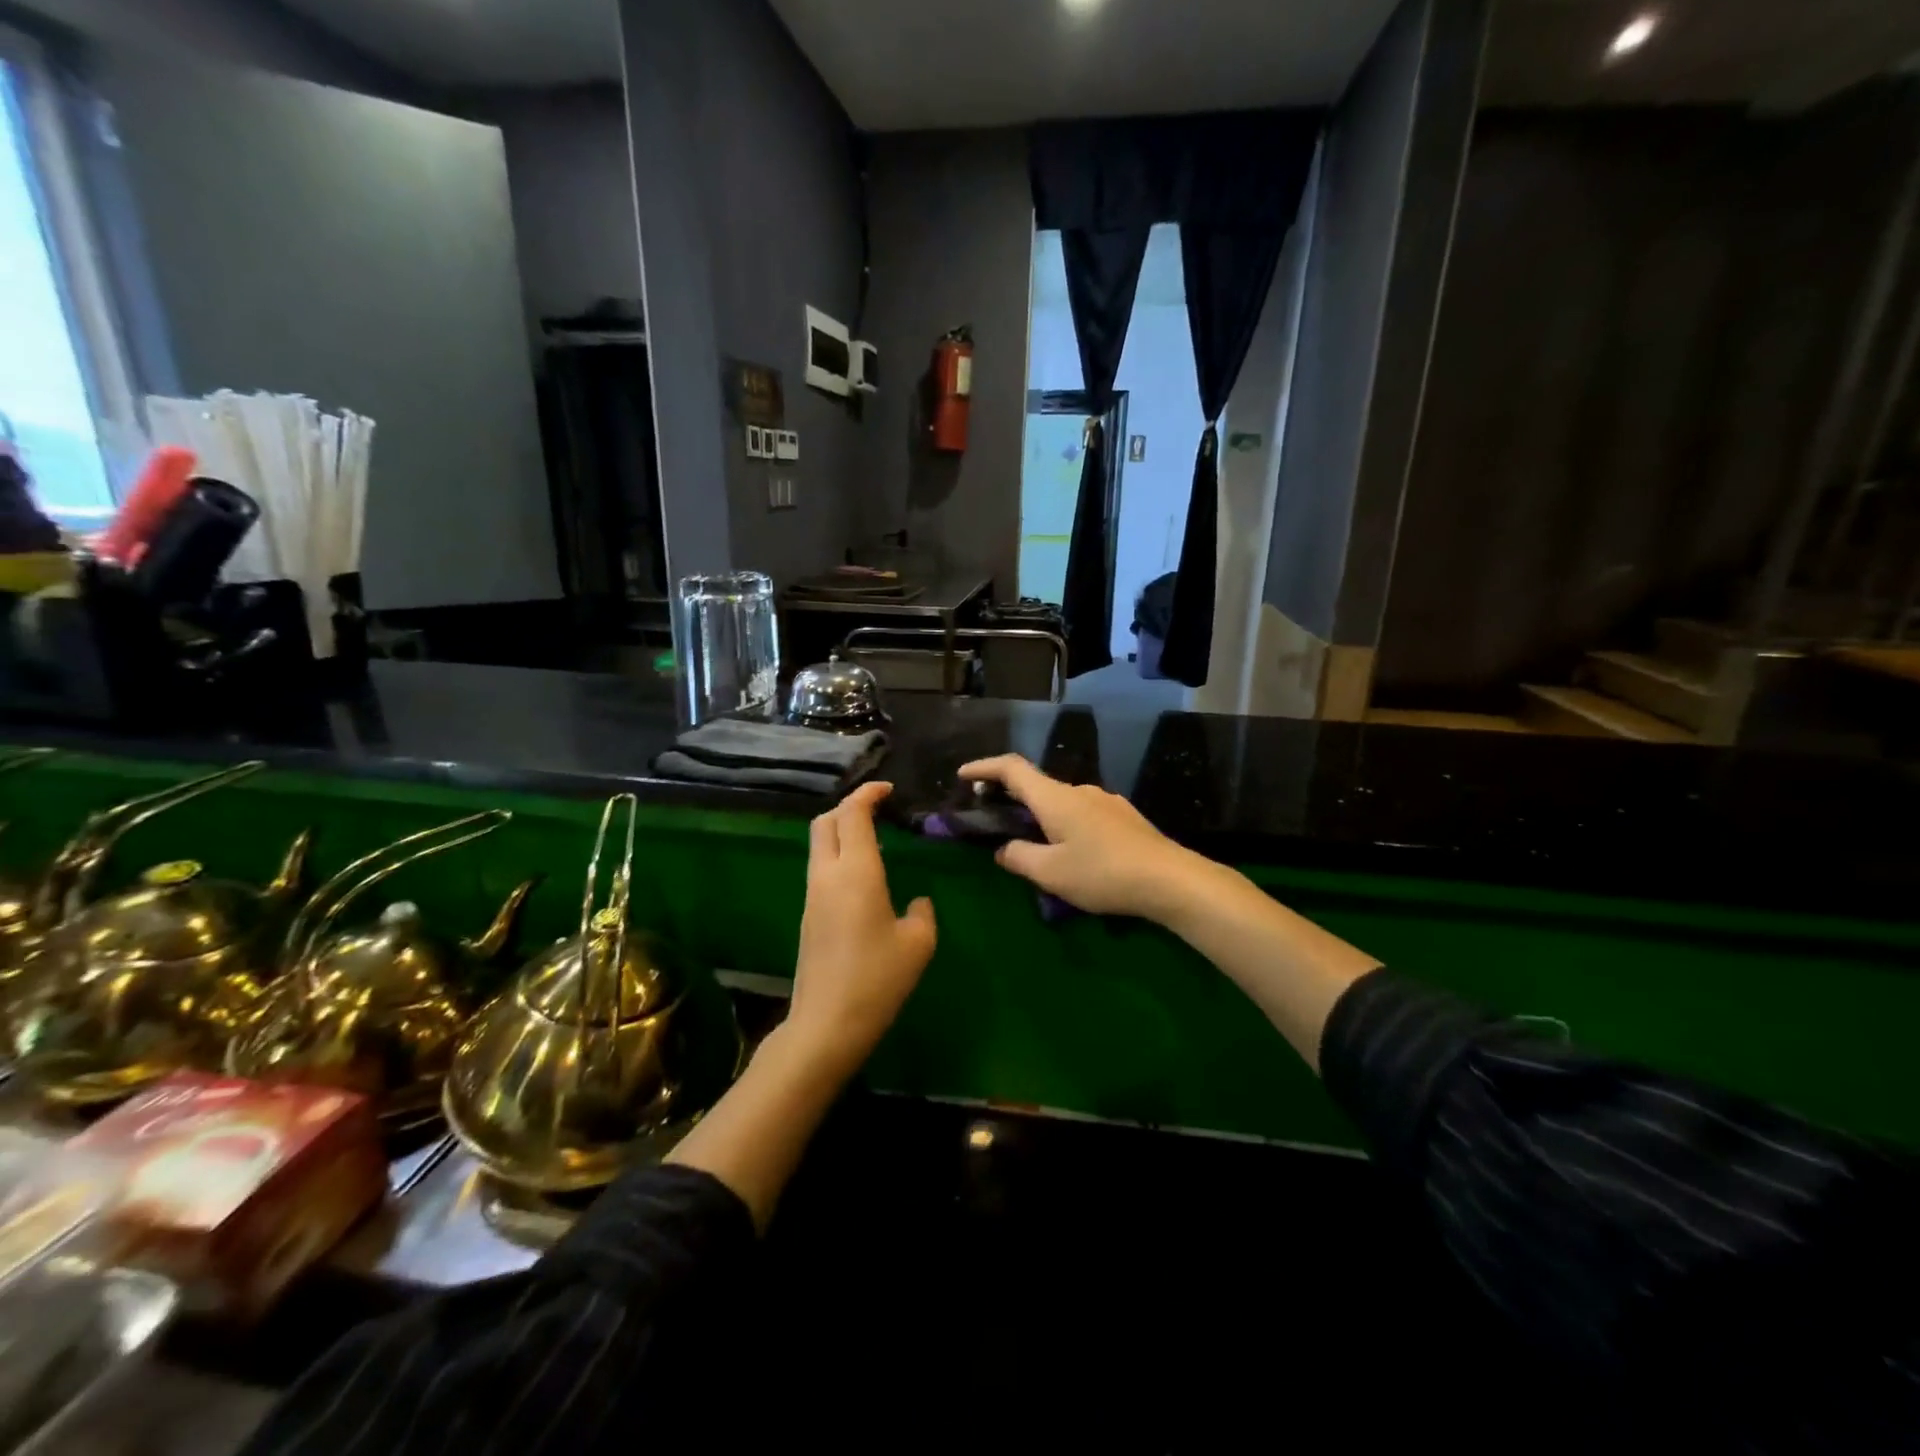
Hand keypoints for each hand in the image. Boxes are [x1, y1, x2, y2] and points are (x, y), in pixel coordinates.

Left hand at [786, 782, 936, 1075]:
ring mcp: (812, 895)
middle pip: (825, 821)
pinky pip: (820, 868)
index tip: (887, 789)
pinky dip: (838, 854)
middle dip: (849, 805)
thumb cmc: (877, 978)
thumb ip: (922, 912)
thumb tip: (916, 902)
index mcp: (855, 871)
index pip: (853, 813)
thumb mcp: (917, 943)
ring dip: (841, 830)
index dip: (868, 793)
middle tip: (877, 808)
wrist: (826, 1023)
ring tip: (873, 838)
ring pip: (819, 844)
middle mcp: (827, 874)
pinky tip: (862, 875)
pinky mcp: (807, 915)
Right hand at [957, 755, 1201, 918]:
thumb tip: (1003, 849)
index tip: (962, 775)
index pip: (1012, 768)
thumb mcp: (1050, 873)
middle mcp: (1079, 790)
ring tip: (1034, 845)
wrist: (1170, 879)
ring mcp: (1105, 800)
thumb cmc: (1103, 873)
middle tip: (992, 818)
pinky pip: (1082, 813)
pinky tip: (1072, 852)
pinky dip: (1064, 823)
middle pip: (1036, 785)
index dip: (984, 767)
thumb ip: (1019, 858)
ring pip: (1061, 802)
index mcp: (1055, 798)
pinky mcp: (1124, 816)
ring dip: (1040, 815)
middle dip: (1009, 797)